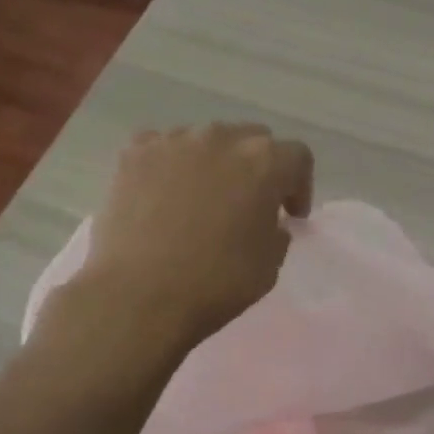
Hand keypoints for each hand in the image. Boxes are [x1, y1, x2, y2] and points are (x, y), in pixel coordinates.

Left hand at [81, 123, 314, 347]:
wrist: (138, 296)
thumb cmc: (215, 283)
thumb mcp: (269, 265)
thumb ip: (277, 232)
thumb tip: (267, 221)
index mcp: (264, 162)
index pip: (297, 157)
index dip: (299, 186)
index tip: (290, 215)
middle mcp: (222, 138)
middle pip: (252, 139)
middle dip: (258, 168)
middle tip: (249, 204)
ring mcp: (174, 141)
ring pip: (206, 140)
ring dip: (214, 163)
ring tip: (202, 198)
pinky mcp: (134, 153)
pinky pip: (163, 147)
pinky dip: (171, 165)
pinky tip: (164, 193)